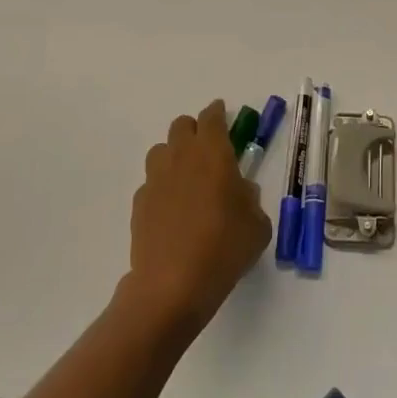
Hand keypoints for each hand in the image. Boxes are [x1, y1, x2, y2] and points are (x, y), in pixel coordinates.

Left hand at [122, 100, 271, 334]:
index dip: (218, 113)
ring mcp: (156, 179)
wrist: (172, 285)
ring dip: (174, 155)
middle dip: (195, 131)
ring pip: (161, 150)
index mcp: (213, 153)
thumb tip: (241, 191)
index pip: (212, 117)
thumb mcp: (257, 225)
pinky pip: (151, 182)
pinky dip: (162, 187)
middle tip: (209, 150)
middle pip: (182, 126)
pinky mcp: (139, 203)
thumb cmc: (224, 248)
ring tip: (187, 179)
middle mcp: (181, 157)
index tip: (223, 115)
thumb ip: (250, 200)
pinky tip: (172, 210)